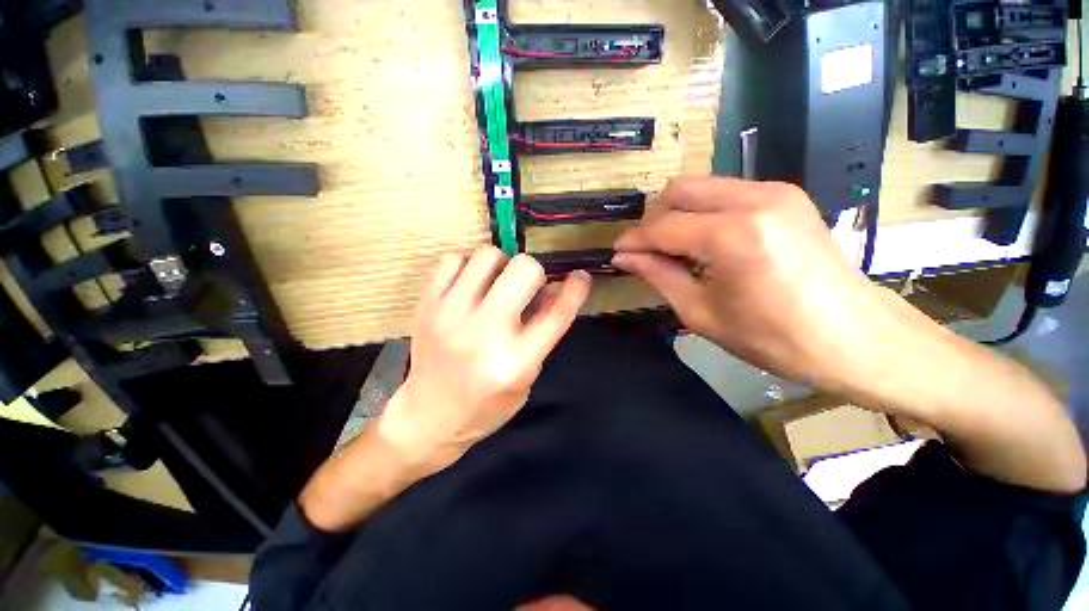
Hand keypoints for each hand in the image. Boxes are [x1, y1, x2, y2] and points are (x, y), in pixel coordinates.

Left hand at [377, 247, 591, 477]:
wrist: (428, 417)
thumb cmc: (486, 405)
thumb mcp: (527, 375)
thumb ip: (543, 331)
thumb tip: (555, 287)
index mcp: (515, 361)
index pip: (556, 312)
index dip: (575, 288)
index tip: (580, 276)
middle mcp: (484, 333)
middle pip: (523, 270)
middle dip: (534, 272)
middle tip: (527, 285)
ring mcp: (450, 315)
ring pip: (488, 255)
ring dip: (501, 265)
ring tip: (497, 284)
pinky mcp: (427, 305)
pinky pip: (452, 260)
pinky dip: (469, 266)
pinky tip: (471, 284)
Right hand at [614, 177, 1084, 493]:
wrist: (858, 339)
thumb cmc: (775, 339)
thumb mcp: (703, 313)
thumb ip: (659, 275)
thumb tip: (625, 257)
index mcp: (733, 236)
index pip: (663, 227)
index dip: (634, 241)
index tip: (618, 254)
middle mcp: (754, 200)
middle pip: (680, 190)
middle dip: (654, 219)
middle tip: (647, 252)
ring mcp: (775, 192)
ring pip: (702, 186)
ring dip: (678, 215)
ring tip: (674, 250)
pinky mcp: (786, 196)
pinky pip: (726, 193)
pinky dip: (703, 213)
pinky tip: (705, 243)